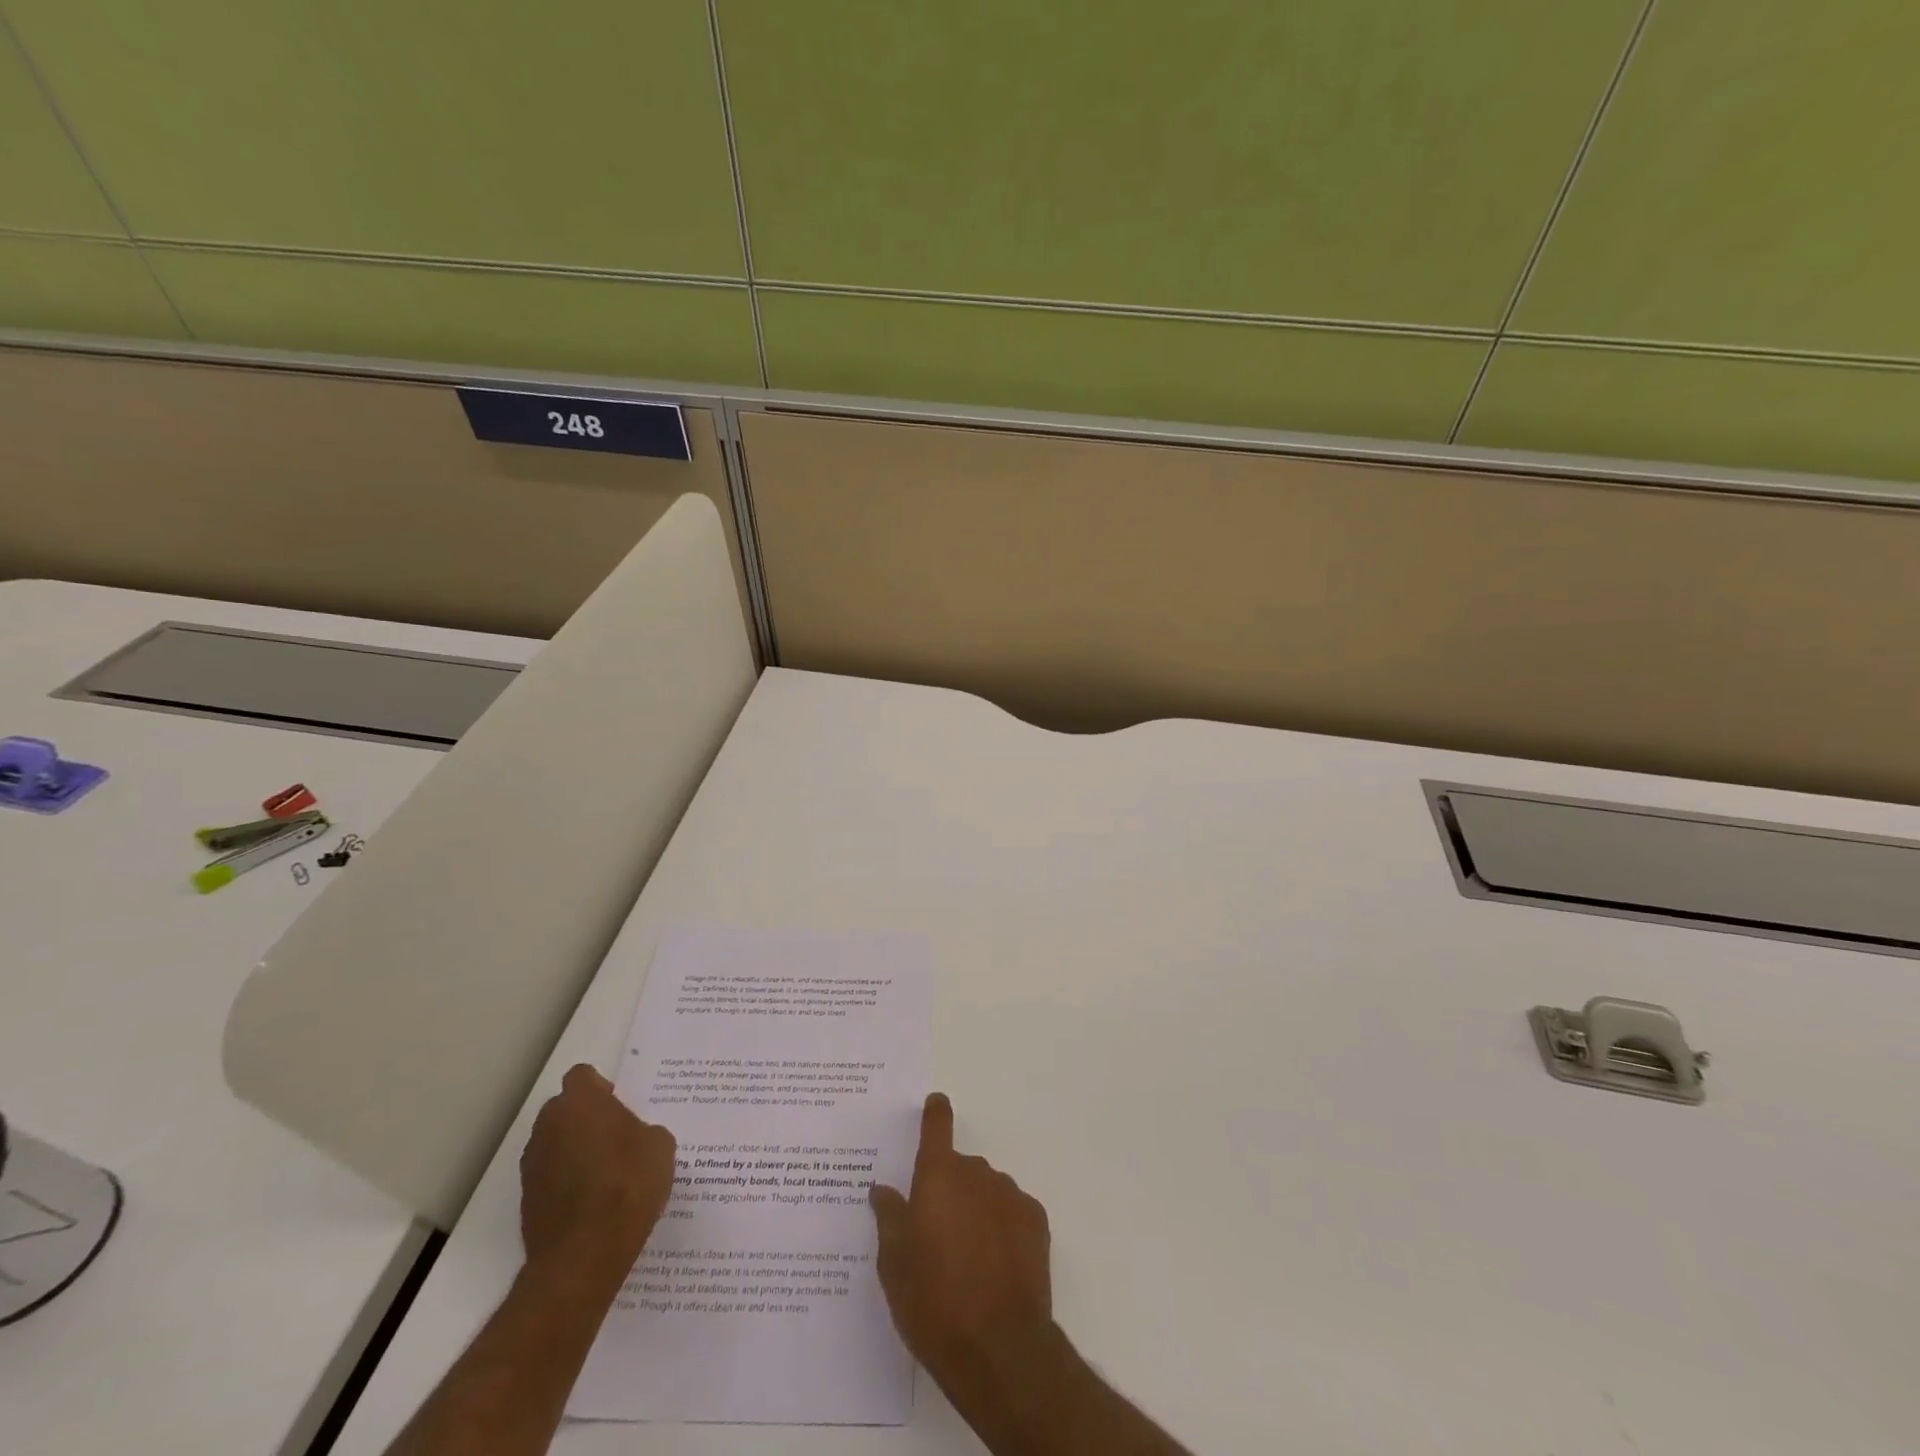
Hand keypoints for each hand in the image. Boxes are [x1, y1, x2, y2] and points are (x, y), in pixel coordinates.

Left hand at [519, 1064, 676, 1282]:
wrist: (585, 1255)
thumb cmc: (627, 1183)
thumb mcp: (659, 1145)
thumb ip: (642, 1130)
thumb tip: (633, 1140)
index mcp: (579, 1103)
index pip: (582, 1077)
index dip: (601, 1087)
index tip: (618, 1105)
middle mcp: (548, 1127)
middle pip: (565, 1110)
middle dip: (586, 1118)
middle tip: (616, 1137)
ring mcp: (532, 1166)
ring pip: (556, 1144)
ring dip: (575, 1151)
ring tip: (606, 1174)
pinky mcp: (526, 1202)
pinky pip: (551, 1178)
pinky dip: (567, 1183)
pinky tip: (593, 1202)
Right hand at [869, 1093, 1056, 1400]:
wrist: (999, 1349)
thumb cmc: (933, 1302)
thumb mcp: (894, 1265)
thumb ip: (889, 1218)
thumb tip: (883, 1189)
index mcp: (938, 1176)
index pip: (937, 1125)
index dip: (934, 1114)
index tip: (935, 1105)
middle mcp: (976, 1173)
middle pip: (960, 1167)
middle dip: (949, 1189)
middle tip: (937, 1233)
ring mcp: (1010, 1195)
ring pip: (987, 1190)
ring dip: (976, 1209)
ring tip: (967, 1259)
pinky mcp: (1036, 1221)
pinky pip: (1012, 1211)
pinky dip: (1002, 1227)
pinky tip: (995, 1266)